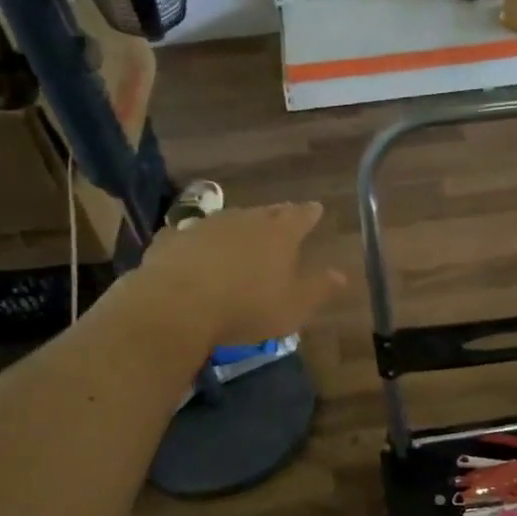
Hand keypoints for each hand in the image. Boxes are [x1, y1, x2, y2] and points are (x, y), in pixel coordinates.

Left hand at [120, 202, 345, 351]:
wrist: (178, 304)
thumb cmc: (247, 306)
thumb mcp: (294, 306)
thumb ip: (319, 289)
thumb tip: (342, 275)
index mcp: (279, 234)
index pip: (301, 216)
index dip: (310, 213)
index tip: (317, 208)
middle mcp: (245, 220)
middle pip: (266, 213)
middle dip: (277, 215)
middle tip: (283, 215)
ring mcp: (206, 226)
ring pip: (229, 220)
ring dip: (238, 226)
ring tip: (242, 234)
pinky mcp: (174, 239)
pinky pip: (192, 236)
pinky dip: (199, 241)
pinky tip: (193, 248)